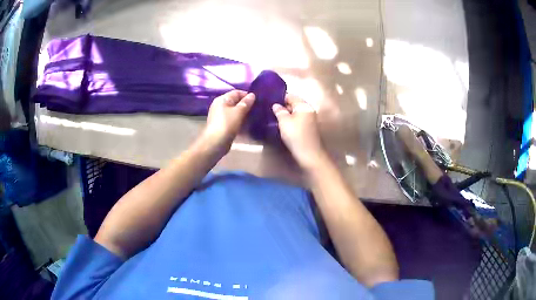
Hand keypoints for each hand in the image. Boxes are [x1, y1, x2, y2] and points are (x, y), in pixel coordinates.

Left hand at [201, 90, 254, 153]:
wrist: (216, 143)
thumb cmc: (227, 124)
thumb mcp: (239, 112)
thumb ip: (246, 102)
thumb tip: (252, 95)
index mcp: (222, 99)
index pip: (236, 92)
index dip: (247, 95)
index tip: (257, 101)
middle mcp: (219, 105)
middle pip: (235, 101)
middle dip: (246, 105)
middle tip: (256, 109)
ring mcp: (219, 116)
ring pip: (234, 111)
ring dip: (243, 113)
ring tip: (253, 117)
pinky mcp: (221, 125)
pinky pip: (232, 119)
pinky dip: (239, 121)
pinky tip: (246, 125)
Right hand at [272, 94, 326, 169]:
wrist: (309, 154)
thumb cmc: (296, 136)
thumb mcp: (284, 122)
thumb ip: (279, 111)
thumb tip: (276, 105)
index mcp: (304, 105)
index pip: (290, 96)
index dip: (279, 97)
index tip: (269, 101)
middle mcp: (308, 110)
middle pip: (294, 103)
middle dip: (282, 106)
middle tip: (270, 109)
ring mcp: (310, 119)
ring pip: (296, 112)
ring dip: (286, 114)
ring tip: (274, 117)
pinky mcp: (309, 127)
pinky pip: (298, 119)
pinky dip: (291, 120)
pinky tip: (282, 124)